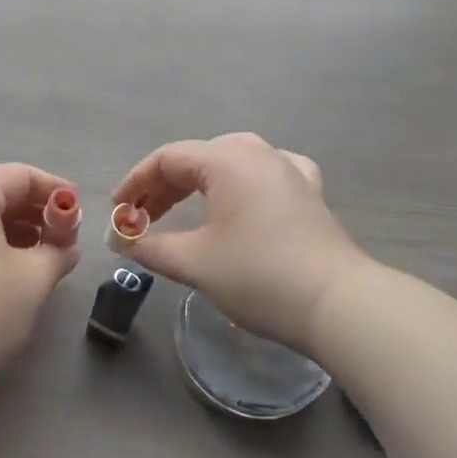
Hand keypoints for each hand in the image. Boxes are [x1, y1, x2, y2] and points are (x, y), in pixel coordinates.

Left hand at [0, 163, 82, 388]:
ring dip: (11, 232)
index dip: (54, 189)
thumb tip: (65, 248)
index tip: (78, 212)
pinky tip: (5, 274)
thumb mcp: (31, 280)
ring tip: (39, 260)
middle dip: (33, 212)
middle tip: (62, 241)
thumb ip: (56, 254)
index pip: (18, 175)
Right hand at [111, 132, 367, 353]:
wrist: (338, 304)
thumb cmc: (259, 275)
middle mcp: (258, 153)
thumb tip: (121, 242)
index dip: (135, 183)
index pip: (167, 159)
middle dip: (163, 187)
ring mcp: (288, 170)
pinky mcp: (309, 193)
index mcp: (226, 160)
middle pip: (197, 159)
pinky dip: (241, 184)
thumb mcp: (195, 262)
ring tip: (180, 212)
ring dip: (198, 186)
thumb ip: (150, 247)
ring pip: (230, 164)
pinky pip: (265, 174)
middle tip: (141, 218)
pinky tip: (243, 196)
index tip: (118, 212)